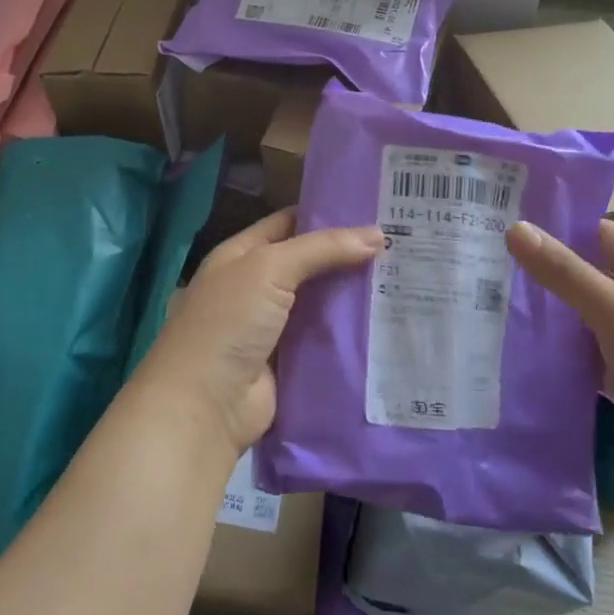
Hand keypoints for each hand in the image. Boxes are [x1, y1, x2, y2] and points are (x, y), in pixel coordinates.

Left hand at [131, 209, 383, 456]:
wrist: (206, 405)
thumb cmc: (228, 322)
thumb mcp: (269, 269)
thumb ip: (321, 249)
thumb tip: (377, 235)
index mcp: (241, 256)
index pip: (288, 224)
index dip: (327, 214)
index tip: (374, 209)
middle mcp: (256, 287)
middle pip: (310, 264)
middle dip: (349, 256)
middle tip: (401, 244)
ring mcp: (273, 327)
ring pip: (322, 303)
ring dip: (355, 295)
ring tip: (407, 279)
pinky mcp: (290, 362)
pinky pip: (326, 340)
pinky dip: (352, 333)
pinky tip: (390, 323)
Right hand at [507, 218, 613, 514]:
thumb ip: (565, 272)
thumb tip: (514, 227)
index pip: (602, 234)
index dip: (562, 225)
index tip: (510, 220)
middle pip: (591, 278)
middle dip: (546, 272)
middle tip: (487, 263)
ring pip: (586, 322)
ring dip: (550, 317)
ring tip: (491, 305)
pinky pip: (589, 362)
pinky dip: (561, 358)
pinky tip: (522, 355)